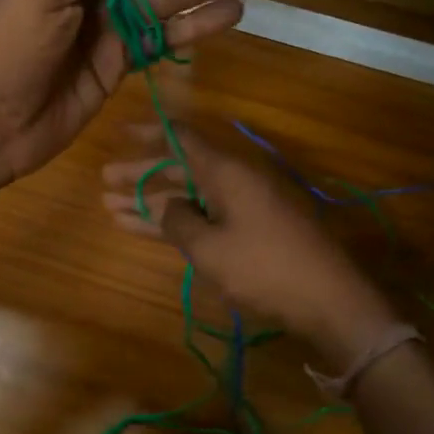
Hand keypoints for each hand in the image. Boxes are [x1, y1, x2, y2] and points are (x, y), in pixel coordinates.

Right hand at [101, 124, 398, 363]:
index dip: (150, 133)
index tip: (121, 133)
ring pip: (188, 196)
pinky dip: (175, 222)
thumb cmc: (264, 268)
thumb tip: (167, 206)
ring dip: (152, 202)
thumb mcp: (210, 248)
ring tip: (110, 208)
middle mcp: (234, 181)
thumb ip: (178, 221)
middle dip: (142, 175)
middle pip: (180, 168)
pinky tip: (143, 229)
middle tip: (104, 180)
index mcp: (227, 171)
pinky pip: (204, 217)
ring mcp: (244, 207)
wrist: (329, 301)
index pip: (182, 138)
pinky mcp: (250, 232)